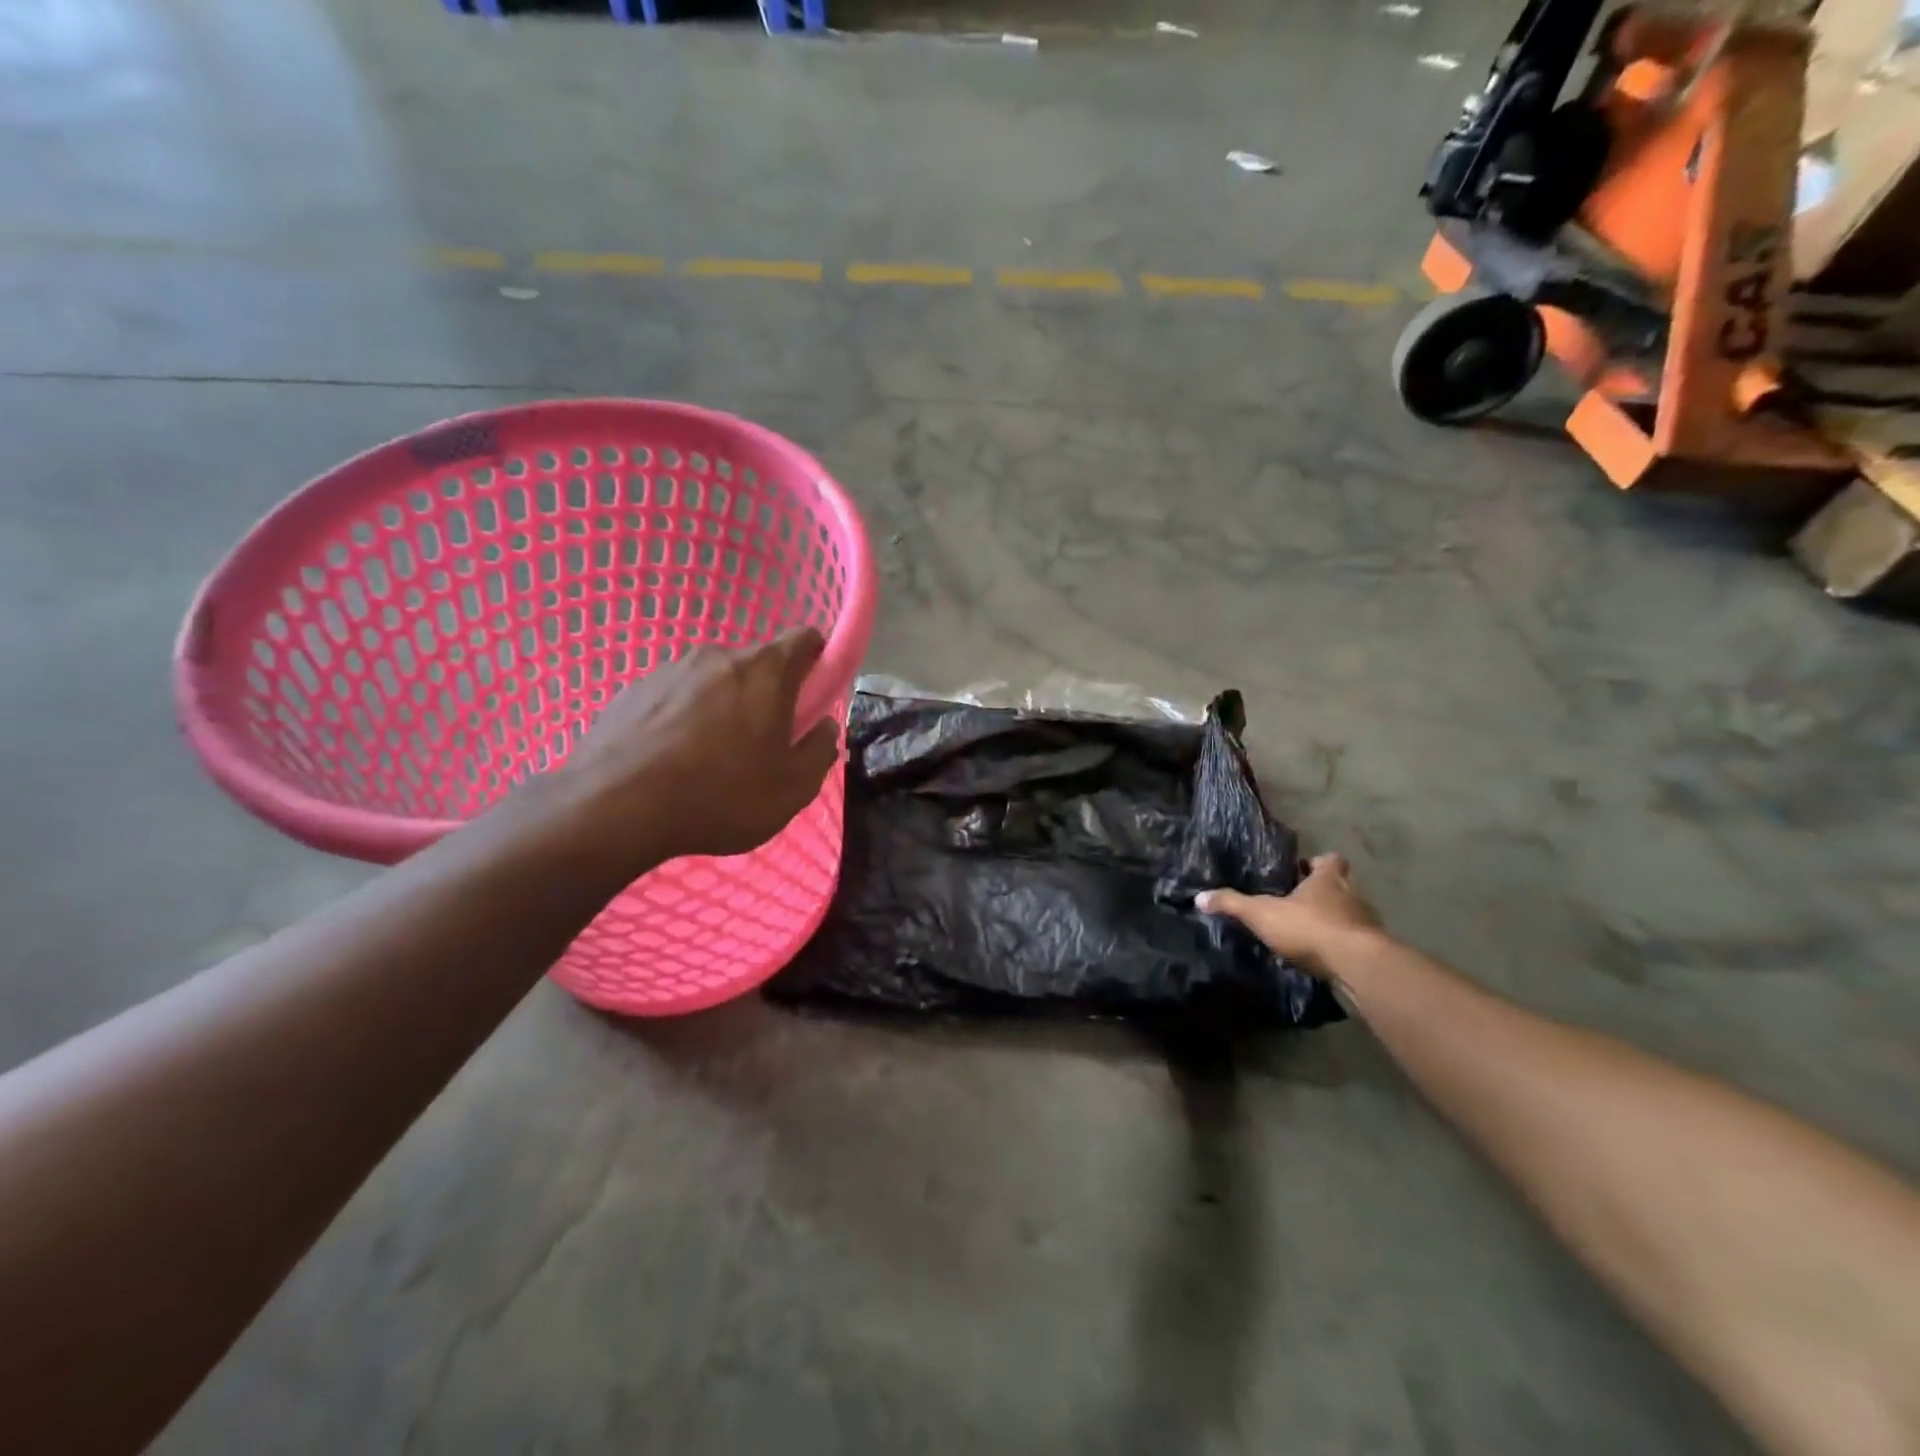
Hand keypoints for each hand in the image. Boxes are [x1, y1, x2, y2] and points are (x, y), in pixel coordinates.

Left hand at [555, 629, 839, 868]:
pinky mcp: (633, 690)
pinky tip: (672, 763)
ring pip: (713, 682)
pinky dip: (682, 720)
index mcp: (765, 671)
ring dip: (722, 709)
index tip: (813, 697)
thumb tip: (824, 727)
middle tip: (761, 746)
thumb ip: (820, 750)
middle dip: (766, 696)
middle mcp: (718, 656)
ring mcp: (670, 670)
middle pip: (757, 665)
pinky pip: (674, 699)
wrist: (615, 807)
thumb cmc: (721, 795)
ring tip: (709, 762)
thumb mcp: (793, 788)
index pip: (805, 638)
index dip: (817, 661)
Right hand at [1197, 853, 1382, 975]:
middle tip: (1299, 902)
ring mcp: (1366, 923)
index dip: (1318, 863)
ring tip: (1308, 932)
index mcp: (1327, 879)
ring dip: (1333, 920)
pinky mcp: (1372, 950)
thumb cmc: (1309, 927)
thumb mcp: (1262, 914)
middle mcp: (1351, 895)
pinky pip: (1354, 942)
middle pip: (1341, 886)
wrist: (1356, 965)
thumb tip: (1199, 897)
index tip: (1303, 870)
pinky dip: (1340, 946)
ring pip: (1349, 914)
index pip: (1330, 859)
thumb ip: (1232, 904)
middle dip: (1323, 893)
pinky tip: (1322, 957)